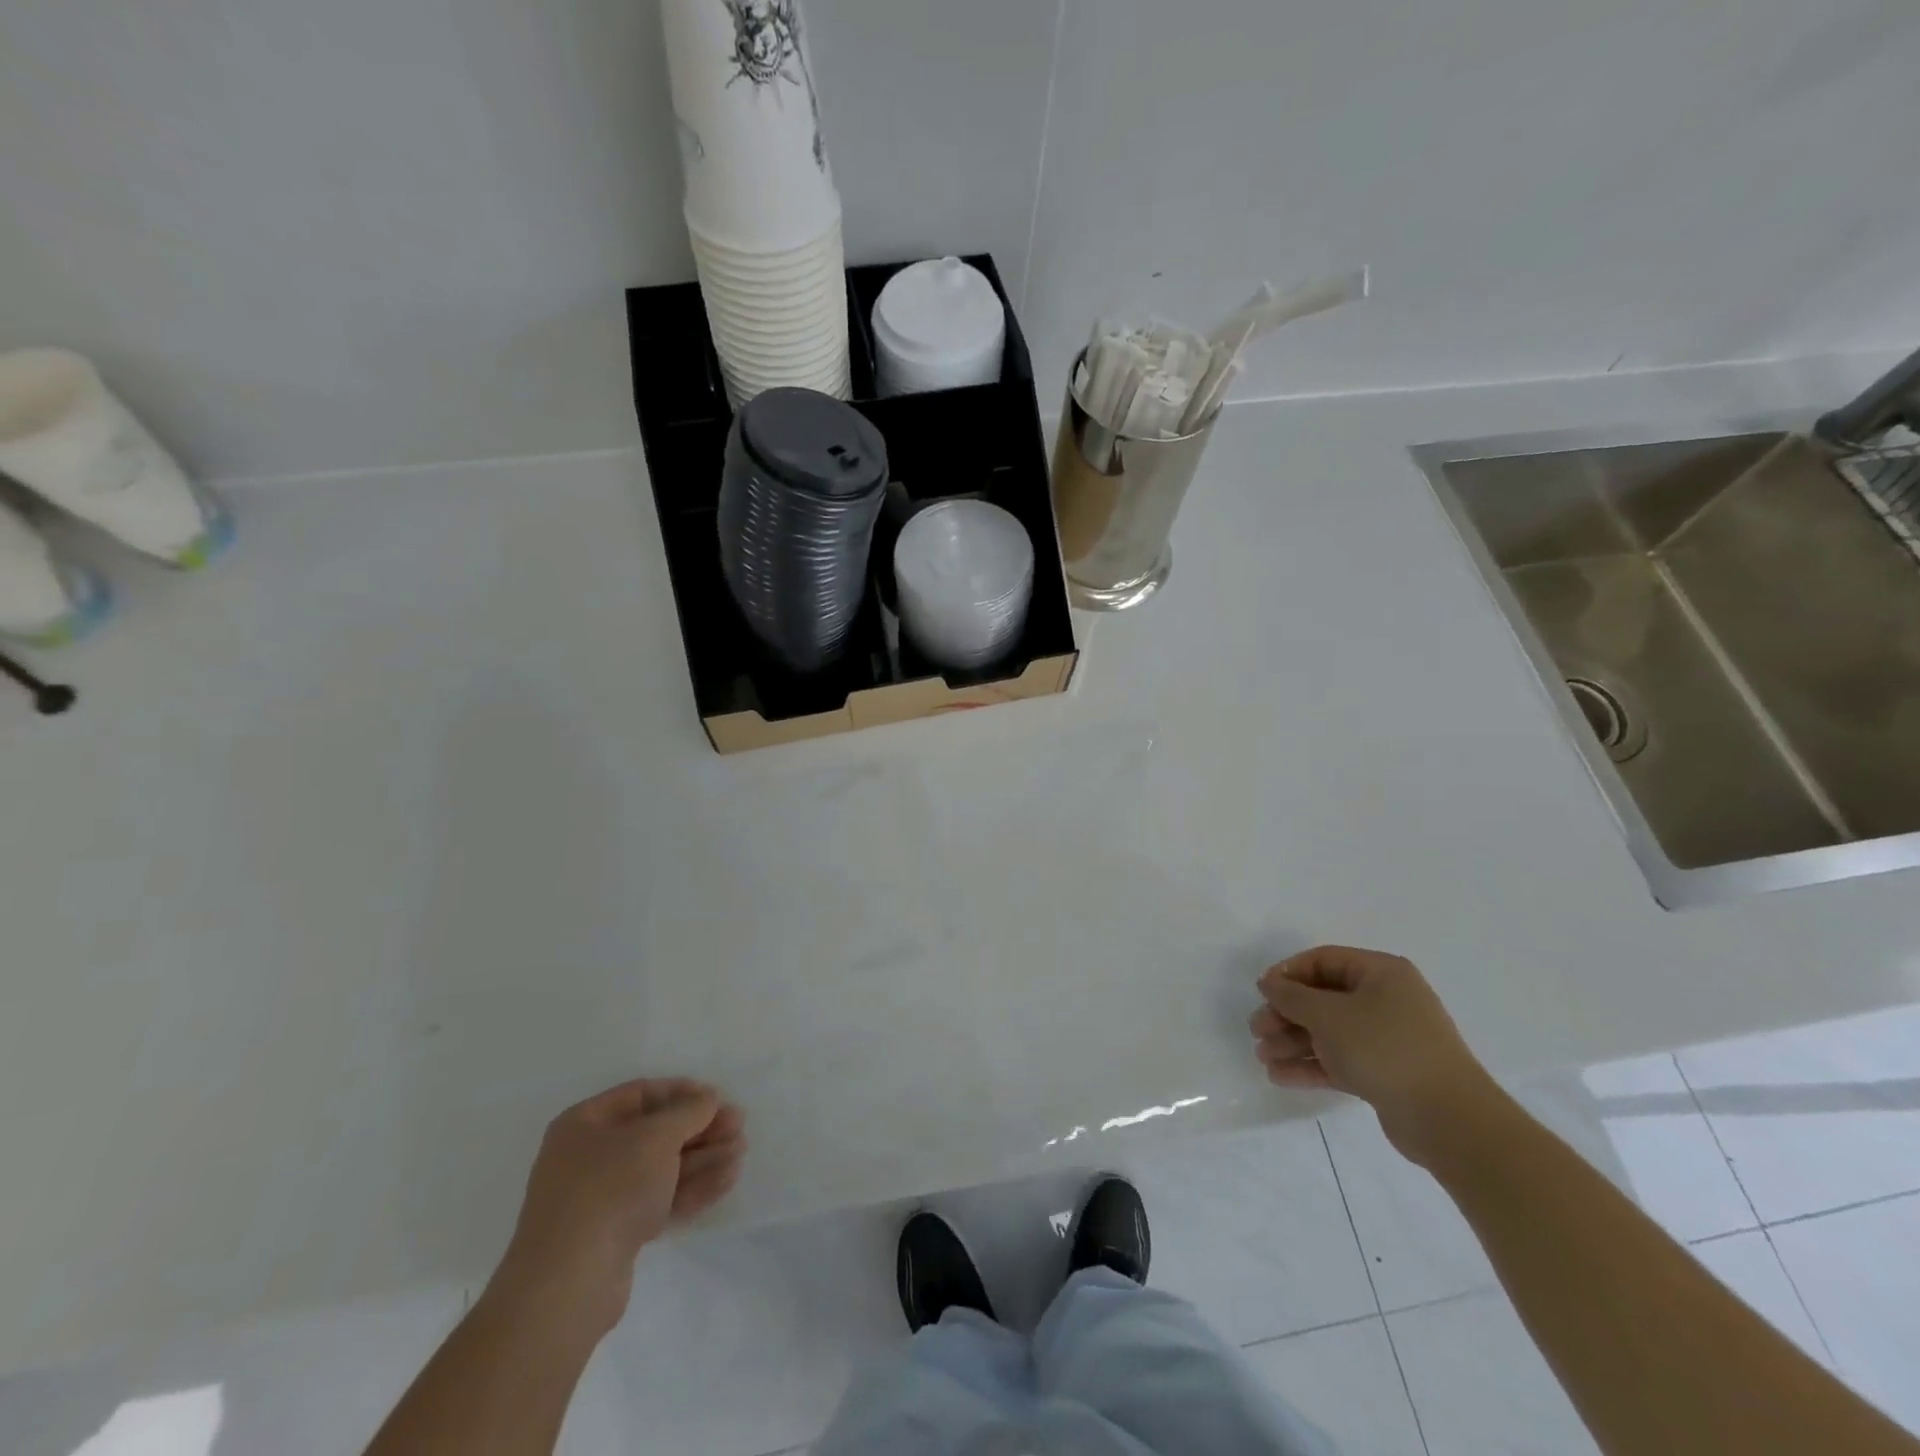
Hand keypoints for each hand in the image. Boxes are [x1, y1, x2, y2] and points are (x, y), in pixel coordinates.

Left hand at [490, 1079, 745, 1335]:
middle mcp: (589, 1156)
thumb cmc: (609, 1190)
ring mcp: (602, 1198)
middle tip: (739, 1126)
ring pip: (662, 1168)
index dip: (683, 1093)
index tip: (718, 1098)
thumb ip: (688, 1112)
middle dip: (700, 1129)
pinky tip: (727, 1180)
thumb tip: (708, 1097)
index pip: (642, 1094)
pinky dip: (692, 1188)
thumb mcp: (655, 1137)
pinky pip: (660, 1199)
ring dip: (703, 1158)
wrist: (568, 1286)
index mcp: (585, 1124)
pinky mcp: (616, 1233)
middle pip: (656, 1133)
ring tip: (741, 1152)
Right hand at [1250, 945, 1497, 1163]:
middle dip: (1286, 1014)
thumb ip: (1292, 996)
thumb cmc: (1386, 1049)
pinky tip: (1279, 1076)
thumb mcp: (1330, 1015)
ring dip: (1293, 1042)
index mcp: (1380, 973)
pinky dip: (1311, 1065)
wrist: (1449, 1120)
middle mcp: (1386, 1000)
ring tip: (1263, 1057)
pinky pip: (1339, 1060)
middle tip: (1257, 1030)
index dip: (1288, 973)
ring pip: (1329, 1032)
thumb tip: (1270, 983)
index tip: (1262, 993)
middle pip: (1323, 998)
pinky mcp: (1385, 1073)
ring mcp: (1387, 1039)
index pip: (1323, 960)